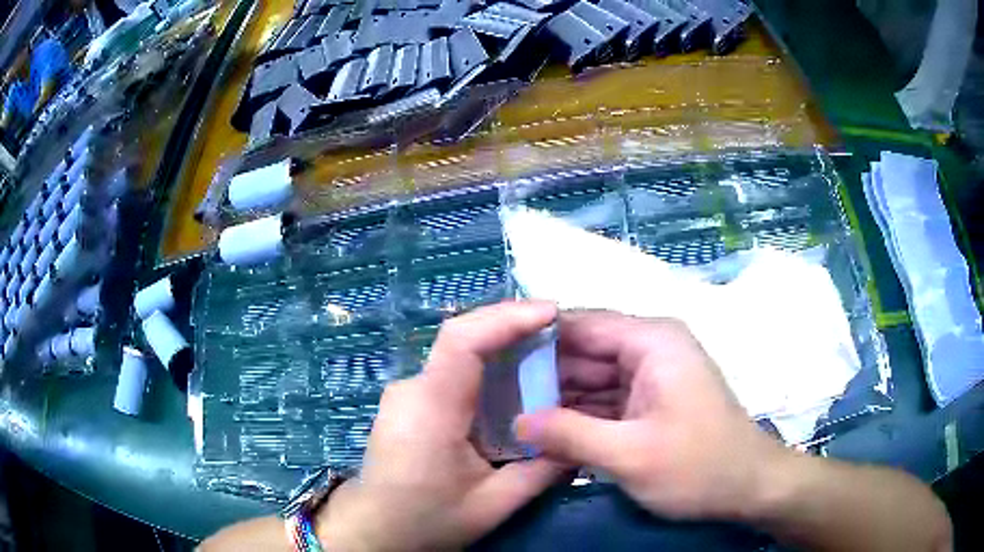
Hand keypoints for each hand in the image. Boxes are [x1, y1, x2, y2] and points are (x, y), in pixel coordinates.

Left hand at [318, 301, 565, 550]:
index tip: (551, 312)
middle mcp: (413, 388)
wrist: (373, 530)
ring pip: (458, 354)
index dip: (507, 317)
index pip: (463, 340)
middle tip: (560, 331)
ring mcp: (407, 394)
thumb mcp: (492, 504)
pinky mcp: (410, 403)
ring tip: (547, 352)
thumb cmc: (427, 519)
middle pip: (463, 339)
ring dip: (501, 346)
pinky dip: (487, 369)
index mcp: (431, 407)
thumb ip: (541, 471)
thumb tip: (581, 443)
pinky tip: (514, 385)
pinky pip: (452, 373)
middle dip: (512, 327)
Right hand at [517, 311, 789, 521]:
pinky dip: (578, 414)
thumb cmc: (698, 467)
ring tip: (507, 411)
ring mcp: (651, 376)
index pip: (581, 324)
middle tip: (492, 393)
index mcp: (651, 342)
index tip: (492, 358)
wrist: (748, 488)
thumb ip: (569, 435)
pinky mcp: (650, 401)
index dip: (535, 337)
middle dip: (541, 373)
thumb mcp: (630, 455)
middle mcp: (650, 348)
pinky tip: (543, 430)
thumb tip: (516, 422)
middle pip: (583, 351)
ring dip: (556, 397)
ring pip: (591, 378)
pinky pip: (604, 400)